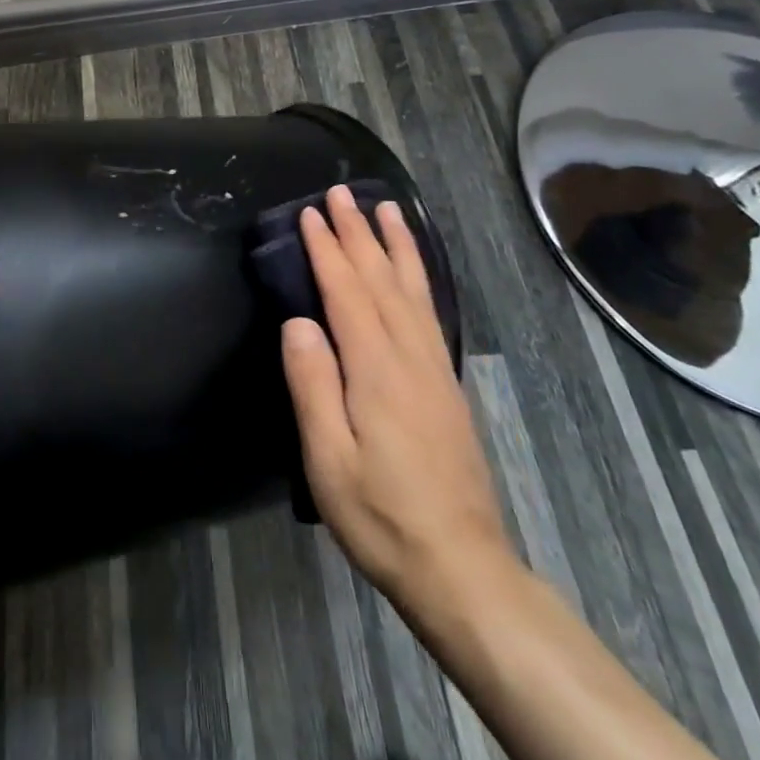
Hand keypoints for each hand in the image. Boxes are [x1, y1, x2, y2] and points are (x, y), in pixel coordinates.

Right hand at [281, 185, 514, 631]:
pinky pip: (430, 312)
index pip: (347, 292)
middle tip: (342, 192)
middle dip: (359, 232)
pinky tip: (414, 271)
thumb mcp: (329, 459)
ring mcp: (434, 368)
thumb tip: (297, 321)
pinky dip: (420, 278)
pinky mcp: (446, 384)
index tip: (310, 213)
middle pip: (381, 279)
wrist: (461, 567)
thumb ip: (313, 384)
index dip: (327, 249)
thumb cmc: (381, 515)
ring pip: (413, 289)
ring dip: (396, 245)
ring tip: (387, 209)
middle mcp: (410, 356)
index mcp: (376, 369)